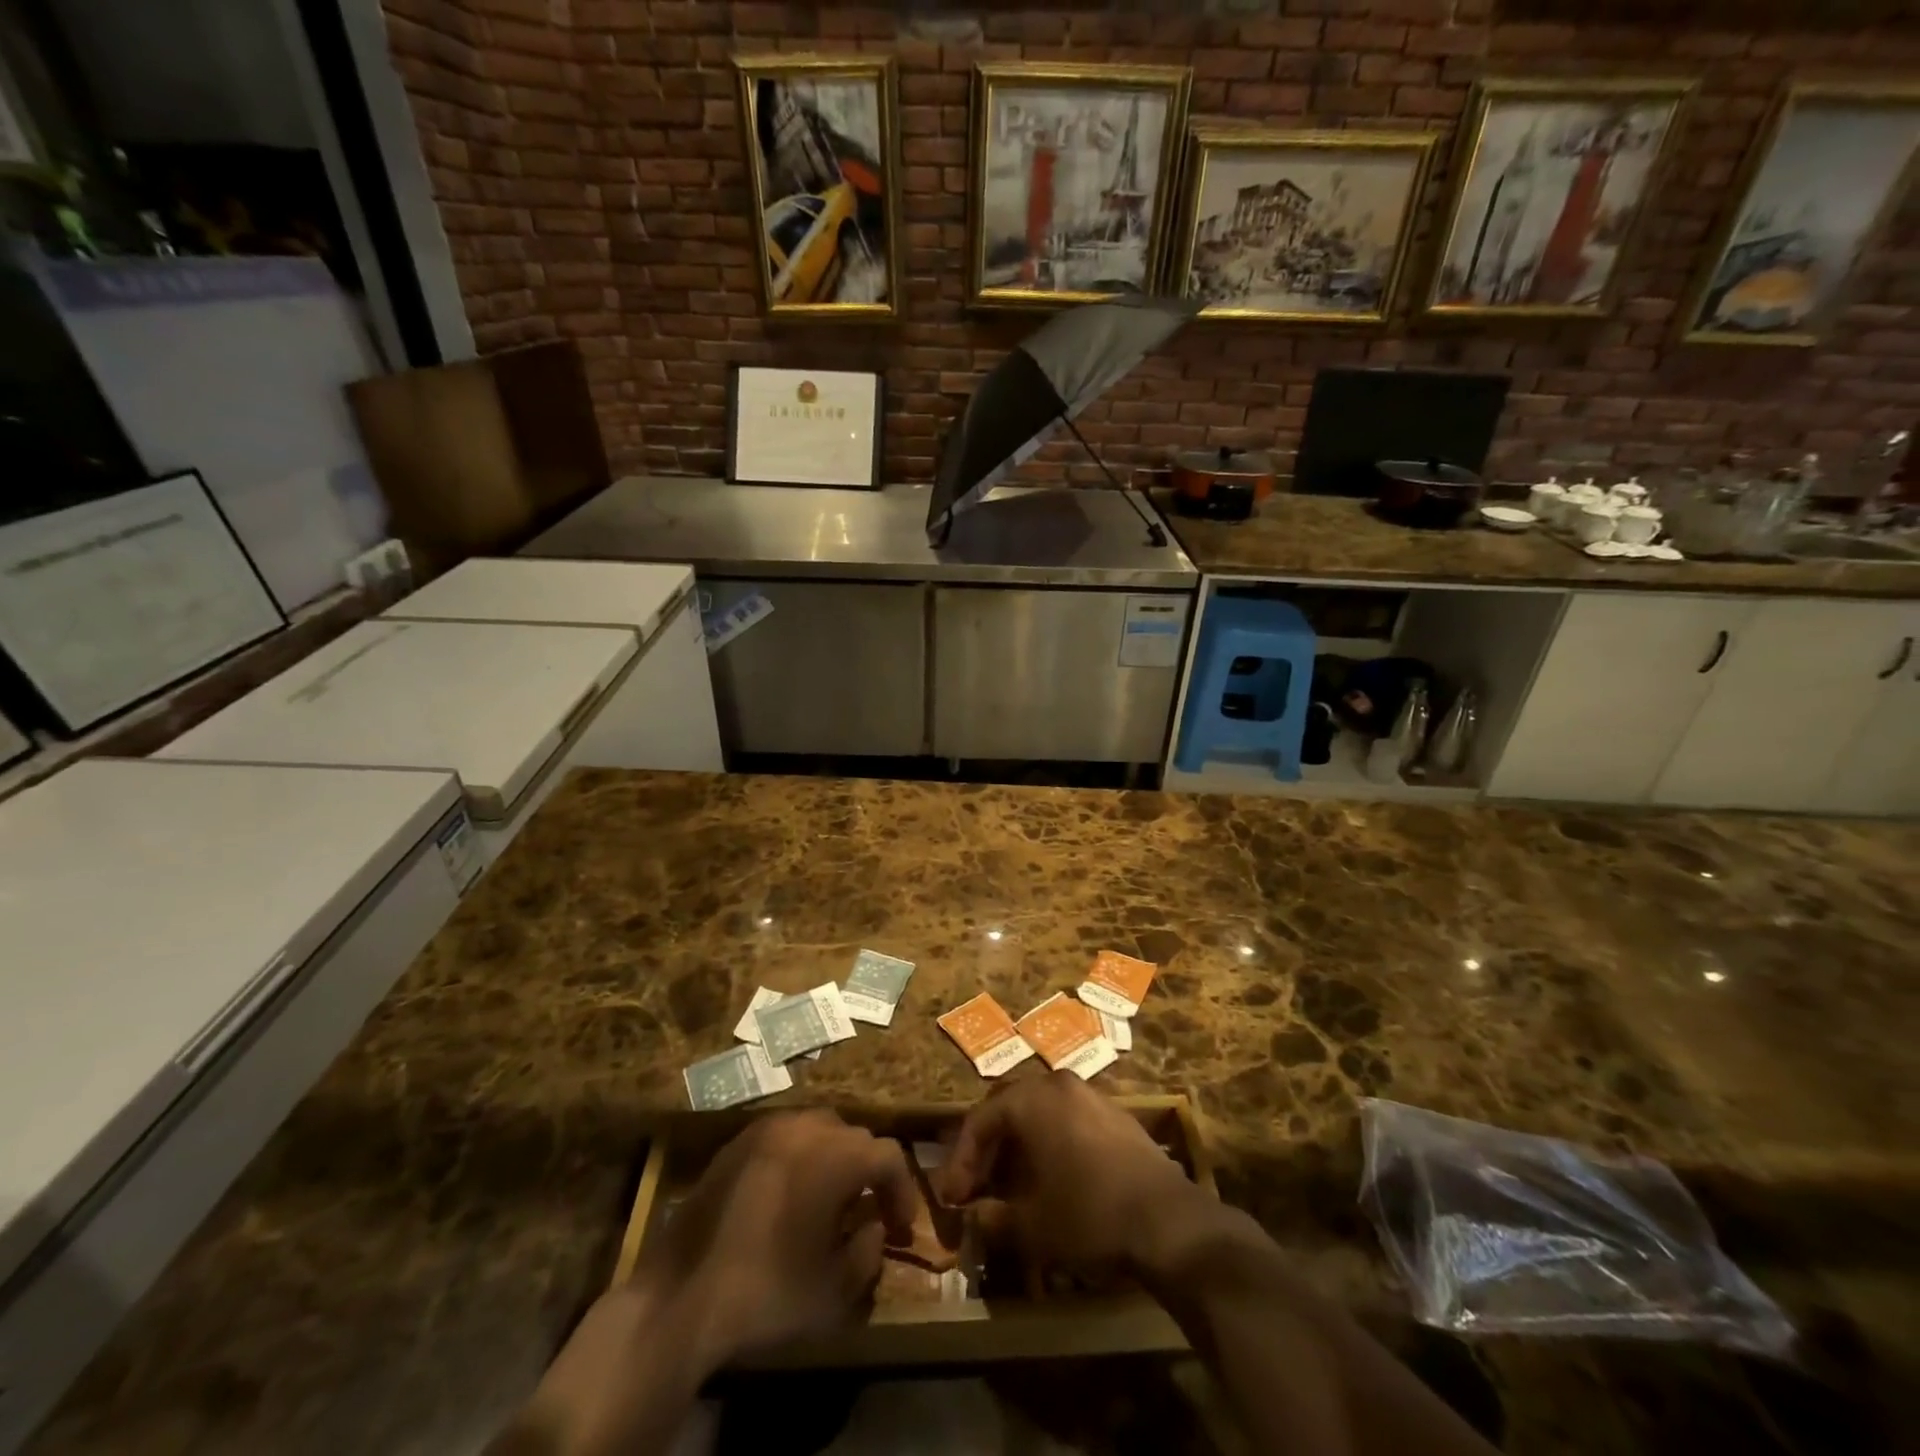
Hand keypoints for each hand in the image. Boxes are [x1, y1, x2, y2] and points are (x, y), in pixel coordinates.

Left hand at [642, 1109, 919, 1367]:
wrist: (682, 1293)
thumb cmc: (767, 1291)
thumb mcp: (833, 1291)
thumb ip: (867, 1254)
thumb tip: (873, 1229)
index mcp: (836, 1155)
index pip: (888, 1155)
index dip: (901, 1189)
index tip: (901, 1226)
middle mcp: (805, 1127)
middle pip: (853, 1137)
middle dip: (868, 1172)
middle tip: (868, 1211)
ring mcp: (767, 1128)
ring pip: (818, 1129)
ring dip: (833, 1158)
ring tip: (829, 1200)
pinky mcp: (736, 1141)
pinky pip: (783, 1137)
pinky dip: (798, 1157)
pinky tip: (788, 1195)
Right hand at [936, 1072, 1205, 1274]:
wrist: (1168, 1220)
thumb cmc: (1088, 1214)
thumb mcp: (1030, 1226)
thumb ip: (993, 1217)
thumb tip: (974, 1215)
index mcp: (1032, 1099)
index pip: (981, 1120)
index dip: (962, 1160)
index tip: (952, 1198)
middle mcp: (1059, 1084)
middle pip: (1010, 1109)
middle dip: (990, 1148)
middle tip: (977, 1187)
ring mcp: (1091, 1095)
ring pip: (1040, 1113)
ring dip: (1020, 1147)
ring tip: (1011, 1186)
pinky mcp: (1116, 1115)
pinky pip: (1068, 1121)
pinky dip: (1050, 1145)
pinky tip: (1052, 1180)